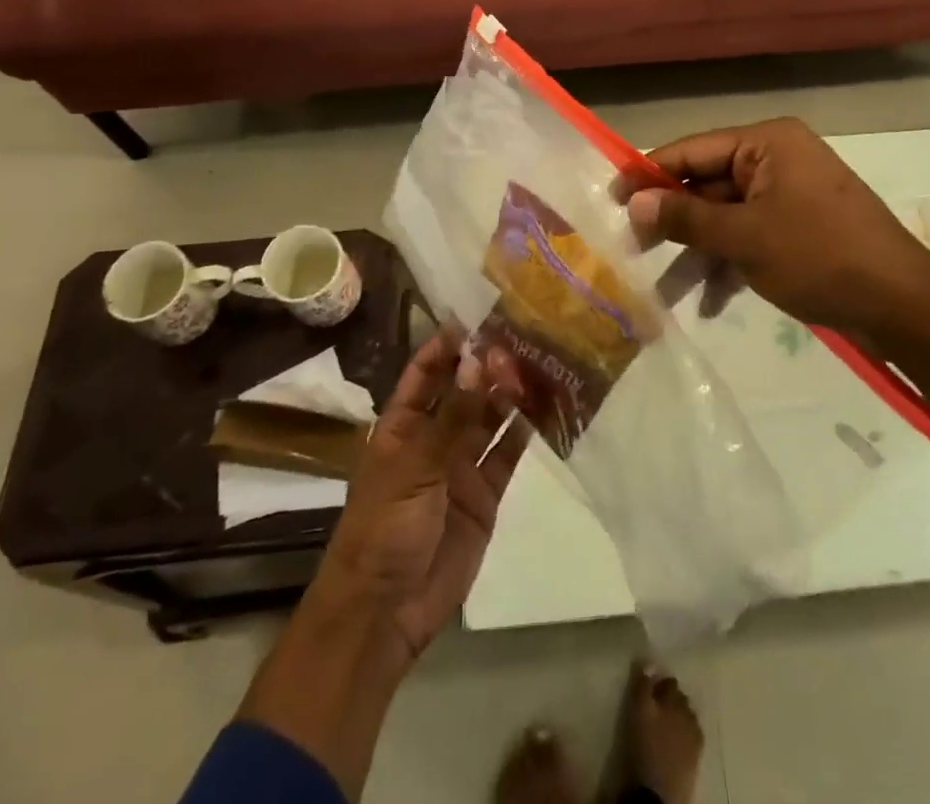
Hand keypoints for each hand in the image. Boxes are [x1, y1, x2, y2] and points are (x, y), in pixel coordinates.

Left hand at [323, 330, 528, 661]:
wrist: (385, 612)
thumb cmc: (384, 529)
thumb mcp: (414, 467)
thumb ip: (452, 416)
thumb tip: (478, 360)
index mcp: (403, 425)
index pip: (426, 372)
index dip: (449, 345)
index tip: (479, 317)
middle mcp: (434, 437)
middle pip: (464, 390)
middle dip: (487, 365)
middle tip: (520, 339)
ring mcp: (461, 464)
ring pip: (490, 416)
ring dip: (509, 392)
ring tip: (539, 362)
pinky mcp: (486, 493)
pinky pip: (507, 452)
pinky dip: (525, 430)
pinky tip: (546, 404)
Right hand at [625, 117, 929, 344]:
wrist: (903, 306)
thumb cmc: (819, 256)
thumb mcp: (744, 237)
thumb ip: (684, 217)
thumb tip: (632, 202)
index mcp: (767, 143)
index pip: (693, 149)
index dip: (649, 173)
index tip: (611, 198)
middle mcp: (776, 160)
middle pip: (707, 184)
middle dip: (672, 221)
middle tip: (631, 250)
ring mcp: (788, 195)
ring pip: (725, 216)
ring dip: (697, 252)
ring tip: (662, 291)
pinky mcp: (798, 228)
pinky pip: (749, 236)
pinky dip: (728, 263)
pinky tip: (709, 302)